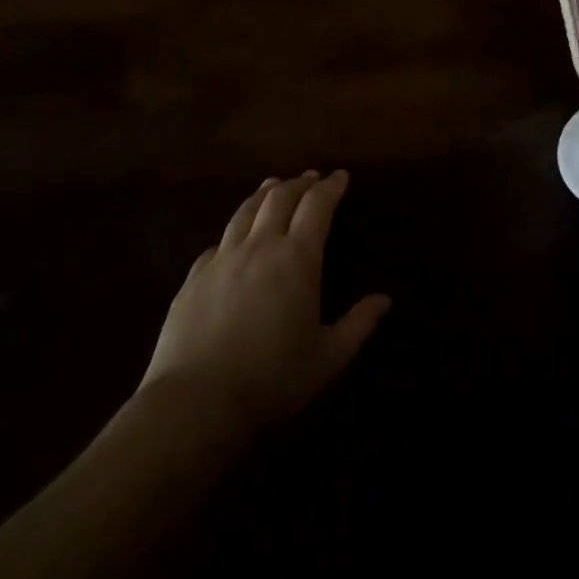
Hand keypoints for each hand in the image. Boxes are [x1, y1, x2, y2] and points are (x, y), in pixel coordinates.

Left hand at [141, 171, 390, 432]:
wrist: (196, 402)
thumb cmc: (272, 379)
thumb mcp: (328, 357)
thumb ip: (359, 324)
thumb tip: (385, 300)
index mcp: (297, 258)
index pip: (317, 206)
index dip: (330, 187)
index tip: (340, 176)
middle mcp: (259, 246)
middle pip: (279, 198)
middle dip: (299, 183)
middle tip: (311, 178)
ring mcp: (222, 259)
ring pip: (245, 211)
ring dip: (264, 194)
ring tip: (273, 185)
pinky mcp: (193, 278)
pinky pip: (218, 243)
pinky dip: (234, 230)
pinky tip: (234, 237)